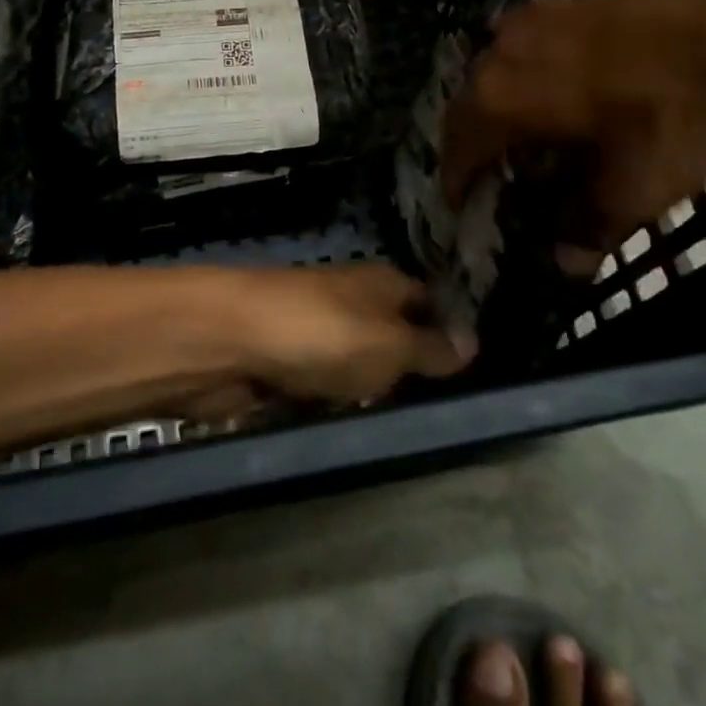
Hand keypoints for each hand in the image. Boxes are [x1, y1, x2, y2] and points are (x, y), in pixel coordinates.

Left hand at [226, 263, 475, 408]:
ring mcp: (316, 328)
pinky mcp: (286, 360)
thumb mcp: (390, 344)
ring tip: (395, 422)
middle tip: (439, 409)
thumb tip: (472, 341)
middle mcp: (352, 299)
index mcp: (382, 283)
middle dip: (407, 368)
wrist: (232, 341)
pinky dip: (330, 399)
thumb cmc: (324, 335)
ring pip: (356, 362)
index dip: (450, 329)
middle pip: (392, 333)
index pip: (428, 301)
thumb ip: (430, 349)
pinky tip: (342, 420)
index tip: (474, 370)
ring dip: (368, 389)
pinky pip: (322, 382)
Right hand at [441, 0, 705, 247]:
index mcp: (500, 100)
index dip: (456, 182)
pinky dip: (528, 74)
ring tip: (524, 129)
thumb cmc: (669, 107)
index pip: (457, 148)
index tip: (460, 206)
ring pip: (494, 70)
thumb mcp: (636, 186)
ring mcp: (529, 20)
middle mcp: (498, 55)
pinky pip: (525, 47)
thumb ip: (592, 226)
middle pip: (468, 104)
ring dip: (498, 103)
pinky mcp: (562, 2)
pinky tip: (559, 82)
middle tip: (491, 172)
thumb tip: (565, 263)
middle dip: (472, 140)